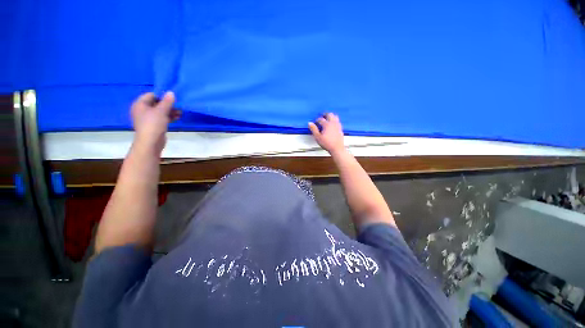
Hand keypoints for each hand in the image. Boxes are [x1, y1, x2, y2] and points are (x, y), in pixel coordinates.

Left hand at [130, 91, 179, 153]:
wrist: (151, 142)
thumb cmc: (153, 124)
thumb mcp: (161, 111)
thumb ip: (167, 101)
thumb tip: (171, 92)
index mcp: (140, 104)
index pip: (151, 95)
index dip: (162, 95)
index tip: (172, 97)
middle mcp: (142, 110)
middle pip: (156, 103)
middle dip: (168, 104)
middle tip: (178, 105)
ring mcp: (148, 118)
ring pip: (160, 111)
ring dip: (170, 111)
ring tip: (180, 112)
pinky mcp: (153, 125)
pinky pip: (161, 118)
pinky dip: (169, 117)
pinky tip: (177, 118)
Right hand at [308, 113, 344, 154]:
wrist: (337, 148)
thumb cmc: (326, 143)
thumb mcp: (317, 137)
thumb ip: (313, 129)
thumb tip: (309, 123)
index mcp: (326, 124)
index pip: (321, 119)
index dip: (317, 119)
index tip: (315, 121)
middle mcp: (333, 123)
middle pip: (329, 114)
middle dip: (325, 114)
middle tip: (322, 115)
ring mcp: (337, 125)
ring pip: (335, 116)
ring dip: (331, 116)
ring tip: (327, 118)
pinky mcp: (340, 128)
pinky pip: (338, 121)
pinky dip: (334, 120)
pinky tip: (333, 123)